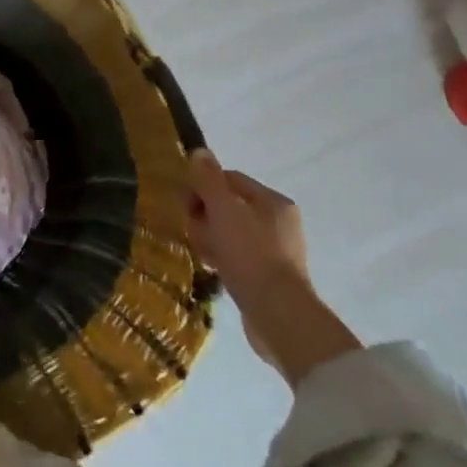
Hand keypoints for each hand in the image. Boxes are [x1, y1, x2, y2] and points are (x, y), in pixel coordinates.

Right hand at [184, 149, 307, 299]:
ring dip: (212, 239)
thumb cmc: (250, 254)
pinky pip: (239, 257)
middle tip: (195, 233)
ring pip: (231, 233)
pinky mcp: (271, 277)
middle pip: (229, 206)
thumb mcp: (223, 210)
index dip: (203, 188)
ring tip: (204, 255)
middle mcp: (280, 222)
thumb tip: (200, 151)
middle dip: (206, 217)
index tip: (186, 205)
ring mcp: (278, 251)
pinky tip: (213, 269)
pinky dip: (223, 259)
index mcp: (273, 201)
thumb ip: (209, 179)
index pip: (230, 179)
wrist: (278, 315)